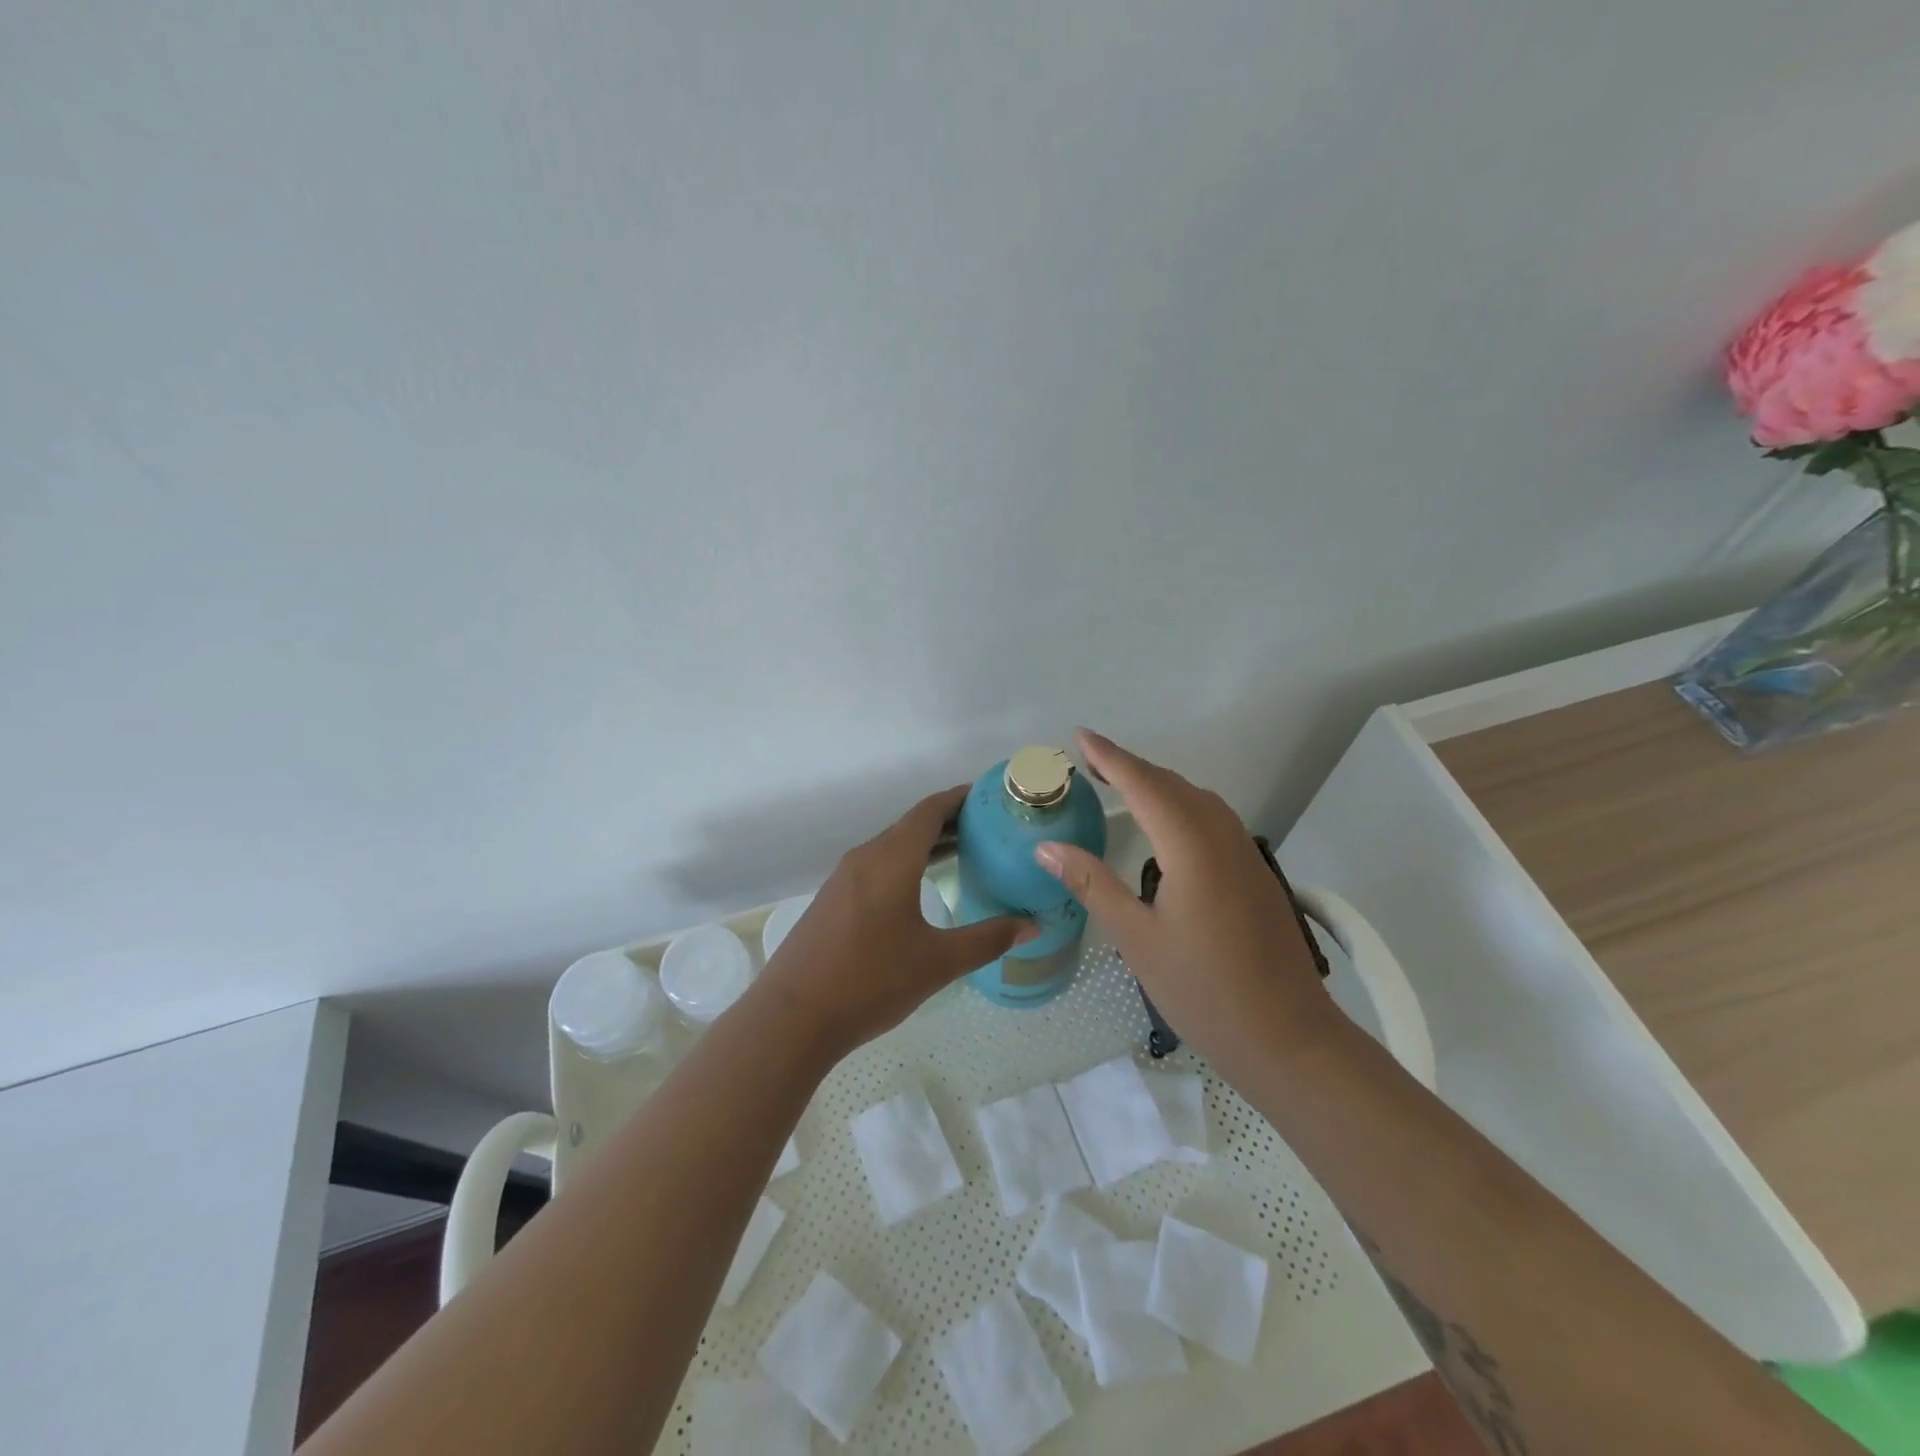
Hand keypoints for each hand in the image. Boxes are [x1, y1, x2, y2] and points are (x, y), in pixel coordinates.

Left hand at [758, 785, 1035, 1052]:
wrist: (791, 1017)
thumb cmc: (870, 981)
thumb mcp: (938, 962)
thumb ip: (988, 939)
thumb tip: (1033, 925)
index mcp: (891, 859)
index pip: (930, 810)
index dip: (960, 798)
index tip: (990, 796)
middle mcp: (865, 857)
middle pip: (911, 825)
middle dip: (949, 822)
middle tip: (989, 830)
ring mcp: (843, 878)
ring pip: (892, 846)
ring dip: (926, 845)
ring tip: (964, 854)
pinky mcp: (832, 900)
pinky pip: (876, 866)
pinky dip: (905, 864)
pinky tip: (920, 889)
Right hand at [1034, 730, 1338, 1071]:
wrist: (1289, 1038)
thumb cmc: (1204, 991)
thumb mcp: (1137, 939)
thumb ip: (1092, 885)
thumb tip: (1047, 847)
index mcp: (1192, 846)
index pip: (1144, 785)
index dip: (1110, 758)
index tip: (1080, 737)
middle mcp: (1223, 837)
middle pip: (1172, 785)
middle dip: (1131, 767)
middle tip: (1090, 762)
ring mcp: (1246, 854)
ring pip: (1197, 800)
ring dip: (1158, 785)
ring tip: (1120, 786)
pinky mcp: (1256, 873)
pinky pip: (1212, 819)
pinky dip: (1180, 806)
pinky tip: (1166, 827)